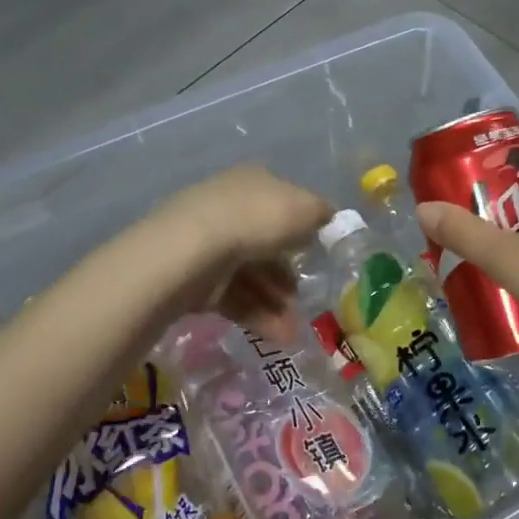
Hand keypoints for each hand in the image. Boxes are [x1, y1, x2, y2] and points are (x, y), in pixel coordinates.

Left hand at [143, 166, 333, 341]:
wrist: (192, 250)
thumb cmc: (256, 220)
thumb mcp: (305, 208)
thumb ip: (321, 213)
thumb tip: (325, 218)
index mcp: (253, 182)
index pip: (282, 203)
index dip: (302, 228)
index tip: (317, 254)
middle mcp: (230, 208)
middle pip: (267, 245)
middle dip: (289, 278)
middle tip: (308, 301)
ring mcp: (209, 245)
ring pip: (252, 276)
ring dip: (277, 304)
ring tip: (293, 332)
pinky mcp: (196, 279)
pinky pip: (234, 297)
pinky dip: (257, 316)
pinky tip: (277, 335)